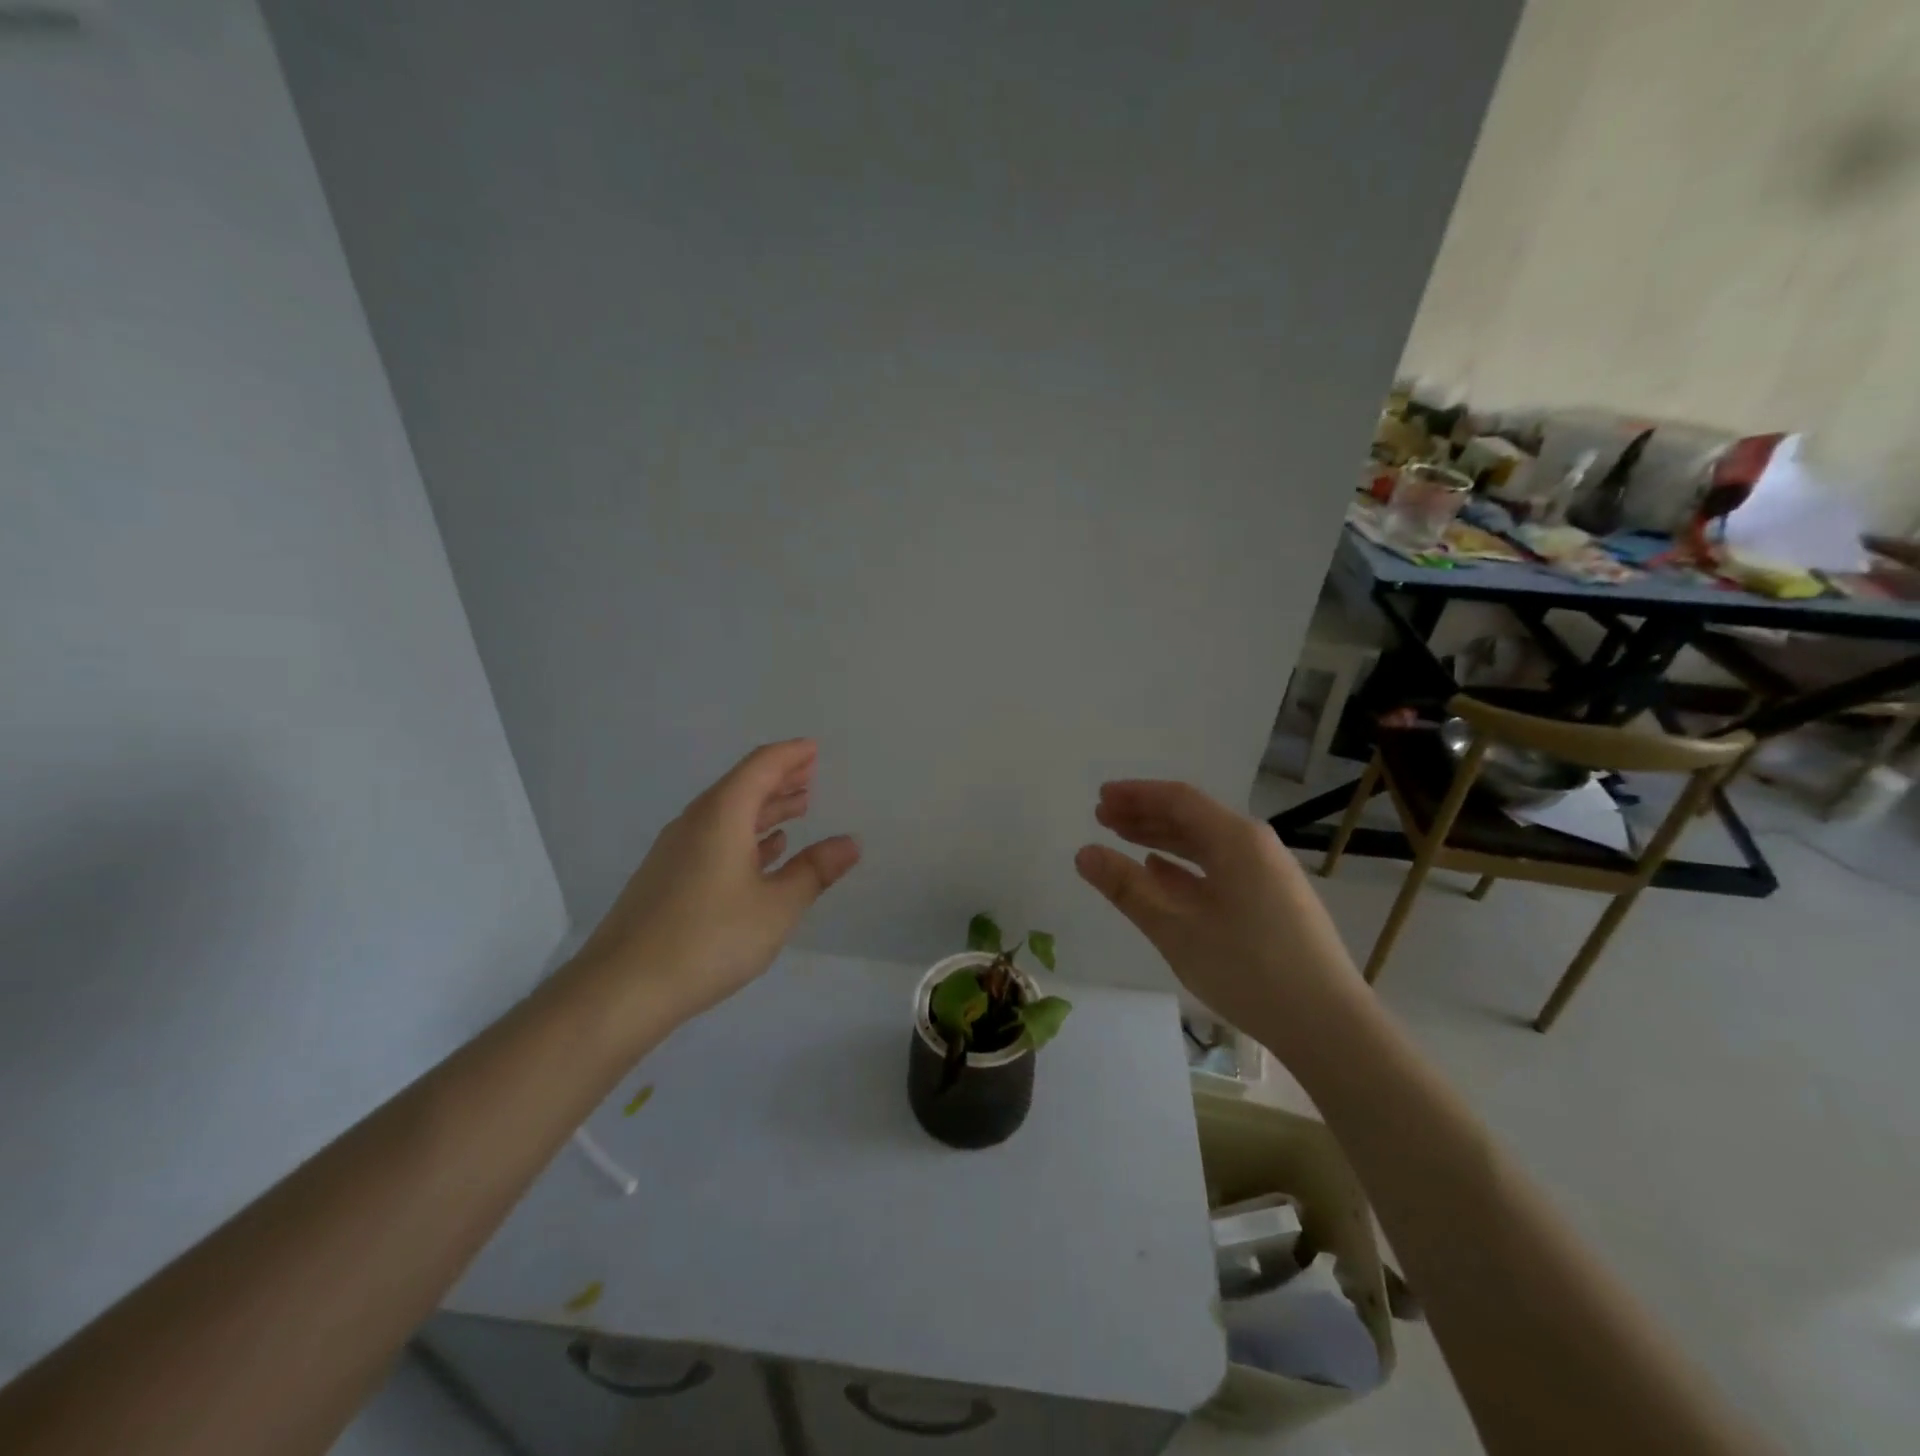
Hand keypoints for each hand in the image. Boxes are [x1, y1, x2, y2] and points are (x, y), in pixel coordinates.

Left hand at [568, 740, 860, 1032]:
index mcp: (722, 816)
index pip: (760, 767)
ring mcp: (676, 851)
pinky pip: (714, 838)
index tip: (813, 748)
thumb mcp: (777, 906)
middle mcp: (695, 823)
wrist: (622, 988)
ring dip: (764, 808)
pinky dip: (745, 835)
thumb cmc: (709, 939)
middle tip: (811, 775)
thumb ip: (815, 871)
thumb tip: (850, 843)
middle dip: (779, 778)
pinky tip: (764, 851)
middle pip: (741, 786)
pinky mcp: (667, 877)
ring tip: (797, 808)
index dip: (790, 755)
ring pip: (728, 814)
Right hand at [1075, 780, 1363, 1057]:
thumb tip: (1084, 853)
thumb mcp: (1176, 927)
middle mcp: (1255, 846)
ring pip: (1206, 844)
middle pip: (1193, 817)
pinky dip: (1186, 865)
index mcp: (1236, 840)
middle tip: (1103, 817)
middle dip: (1146, 814)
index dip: (1136, 795)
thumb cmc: (1247, 968)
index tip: (1100, 798)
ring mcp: (1268, 874)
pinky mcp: (1273, 901)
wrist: (1327, 1024)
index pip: (1178, 799)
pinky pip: (1221, 867)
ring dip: (1163, 838)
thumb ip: (1127, 887)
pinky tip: (1162, 873)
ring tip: (1125, 839)